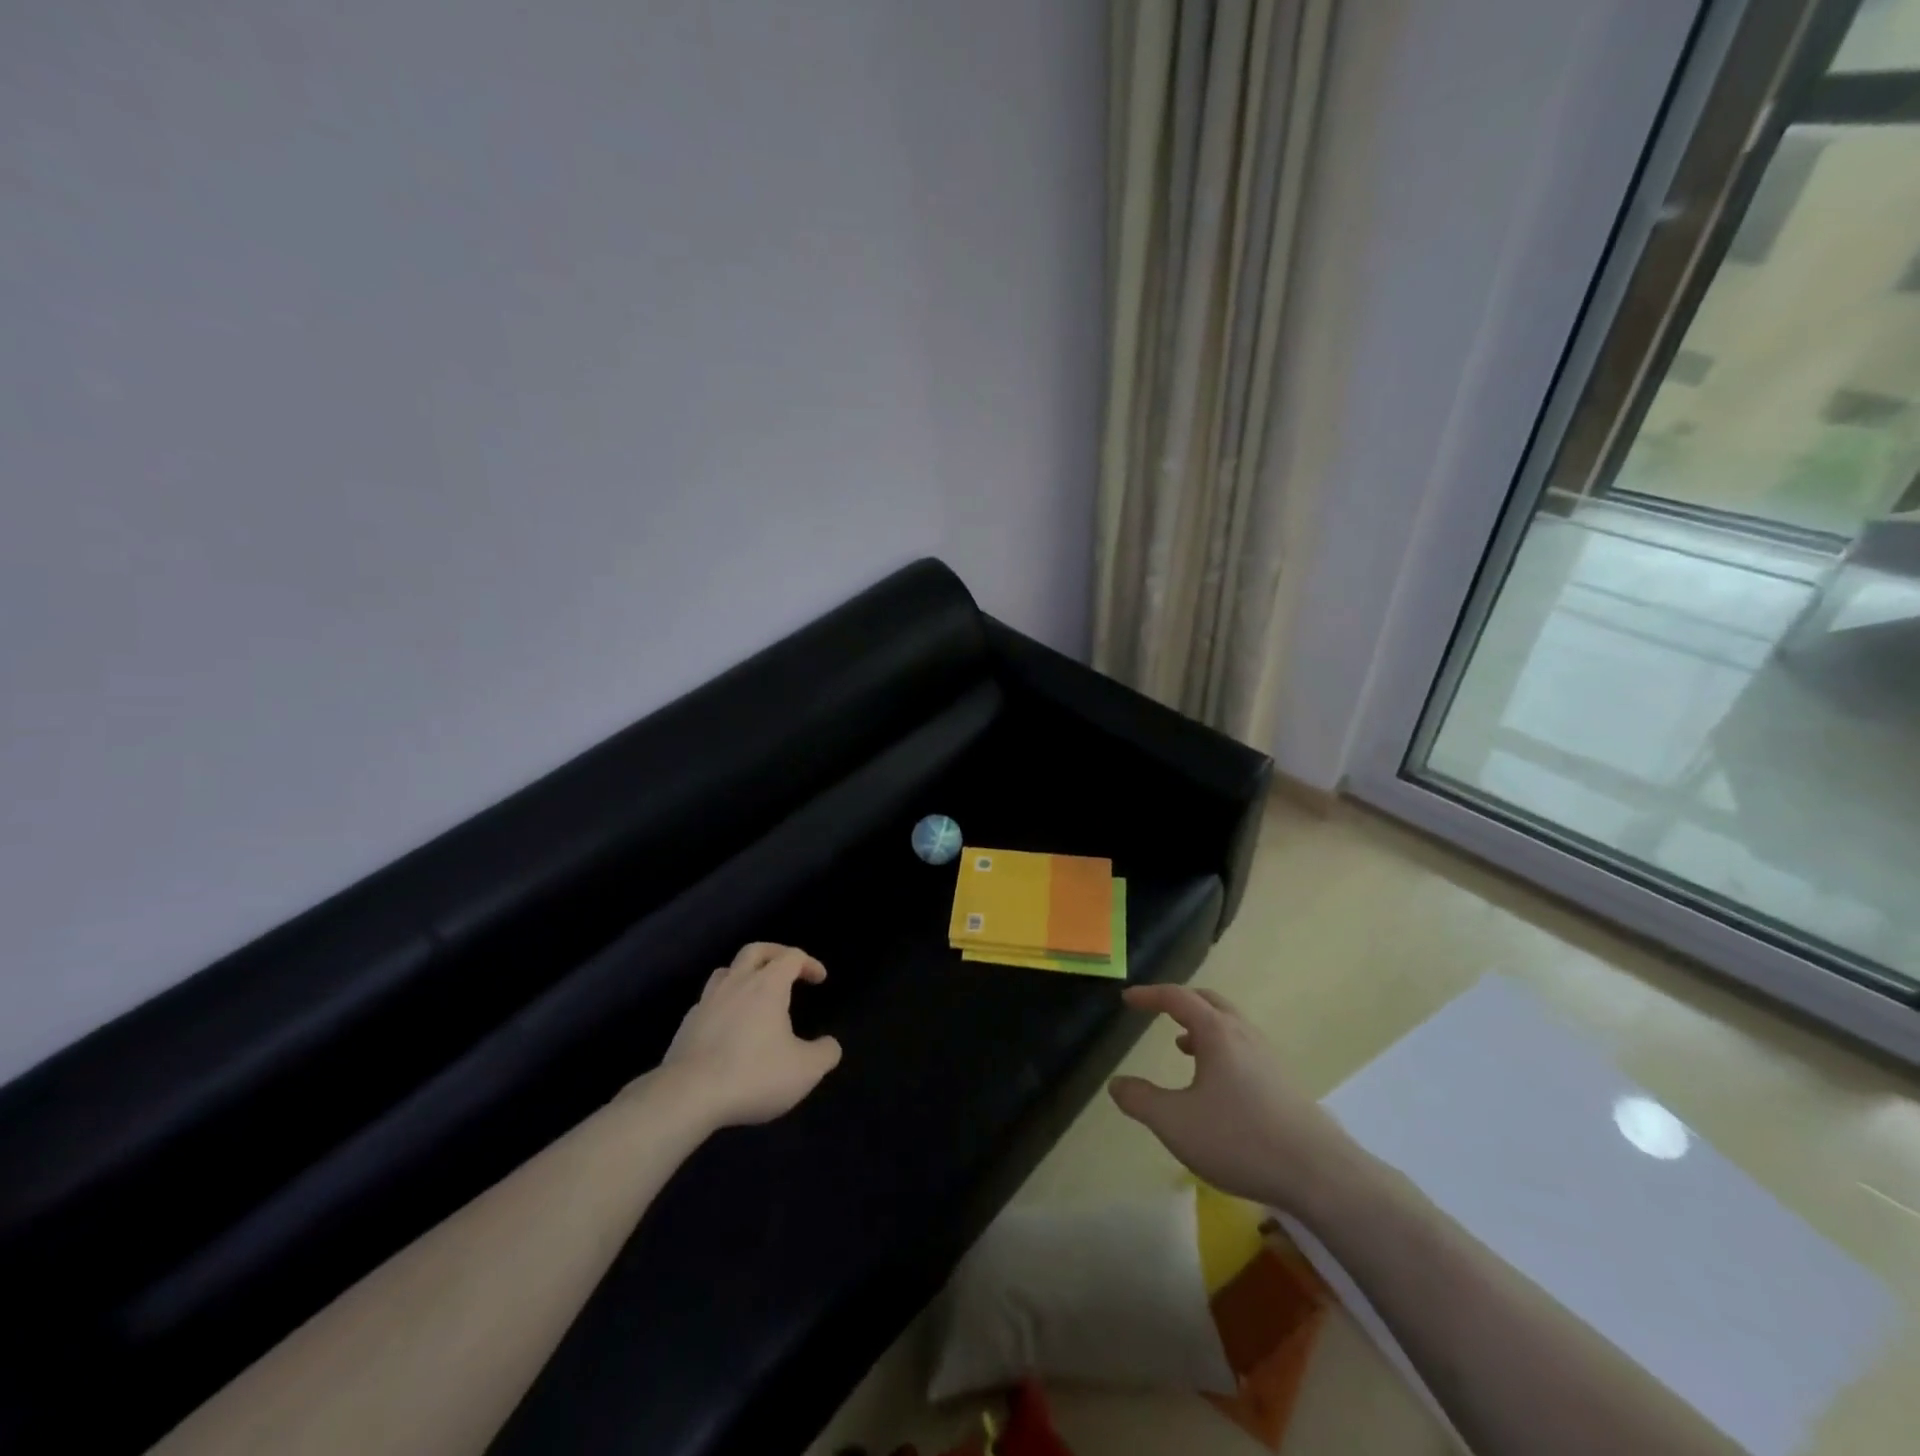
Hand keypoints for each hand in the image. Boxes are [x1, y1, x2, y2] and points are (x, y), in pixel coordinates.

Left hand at [661, 943, 842, 1129]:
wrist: (688, 1096)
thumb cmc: (753, 1075)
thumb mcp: (804, 1070)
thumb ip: (825, 1053)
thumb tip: (830, 1045)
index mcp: (767, 985)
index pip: (791, 957)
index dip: (809, 963)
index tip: (820, 979)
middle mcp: (736, 984)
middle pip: (755, 951)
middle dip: (775, 954)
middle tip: (788, 968)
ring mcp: (707, 1002)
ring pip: (726, 972)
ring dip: (744, 974)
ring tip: (755, 993)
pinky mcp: (687, 1025)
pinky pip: (708, 1002)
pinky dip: (723, 1004)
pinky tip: (728, 1026)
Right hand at [1109, 984, 1354, 1215]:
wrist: (1320, 1175)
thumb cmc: (1240, 1139)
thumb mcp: (1175, 1123)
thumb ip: (1141, 1100)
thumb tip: (1116, 1084)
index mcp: (1216, 1033)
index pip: (1177, 998)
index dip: (1149, 995)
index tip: (1127, 1000)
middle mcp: (1244, 1035)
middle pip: (1209, 1002)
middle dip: (1180, 1002)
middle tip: (1158, 1011)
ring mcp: (1269, 1058)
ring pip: (1230, 1026)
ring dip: (1202, 1027)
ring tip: (1182, 1047)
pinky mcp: (1285, 1083)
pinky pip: (1245, 1049)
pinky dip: (1221, 1049)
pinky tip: (1217, 1084)